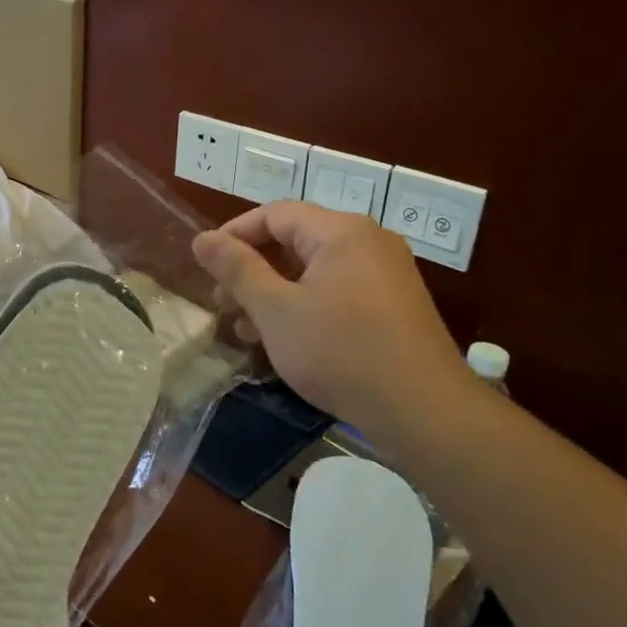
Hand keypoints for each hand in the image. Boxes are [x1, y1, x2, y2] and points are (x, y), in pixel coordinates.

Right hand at [192, 202, 473, 434]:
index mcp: (341, 231)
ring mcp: (384, 275)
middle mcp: (367, 242)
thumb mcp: (276, 310)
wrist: (424, 411)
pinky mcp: (391, 307)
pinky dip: (302, 306)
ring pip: (312, 271)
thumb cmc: (340, 351)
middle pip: (293, 241)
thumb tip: (202, 239)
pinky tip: (280, 340)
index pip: (274, 215)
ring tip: (243, 329)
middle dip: (250, 270)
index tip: (205, 267)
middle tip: (221, 303)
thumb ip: (237, 270)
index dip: (233, 235)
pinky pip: (335, 291)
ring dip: (272, 293)